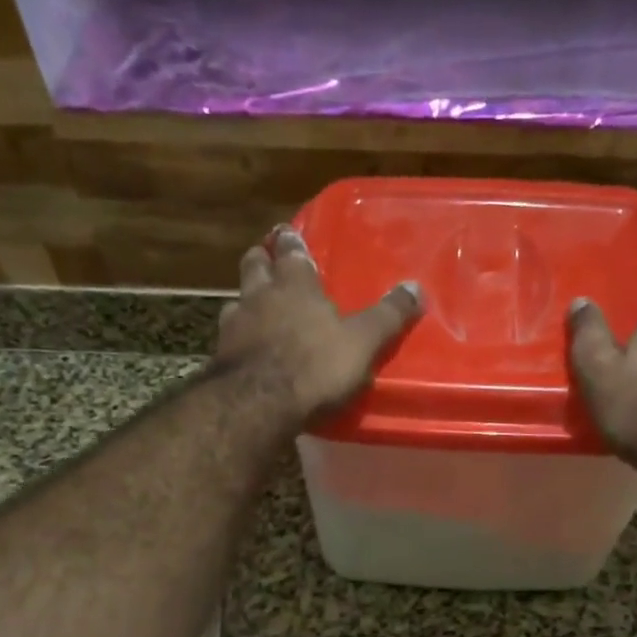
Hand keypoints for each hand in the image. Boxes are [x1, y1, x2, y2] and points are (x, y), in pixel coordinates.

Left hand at [218, 226, 421, 423]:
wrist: (258, 403)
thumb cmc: (315, 366)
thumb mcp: (362, 342)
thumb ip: (387, 316)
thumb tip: (416, 287)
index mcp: (296, 285)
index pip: (291, 251)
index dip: (291, 241)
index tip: (287, 233)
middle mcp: (259, 296)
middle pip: (255, 265)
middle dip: (262, 260)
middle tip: (267, 261)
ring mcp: (233, 326)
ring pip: (236, 300)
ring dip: (245, 301)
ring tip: (254, 308)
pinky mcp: (220, 357)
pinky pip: (228, 338)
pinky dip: (236, 338)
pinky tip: (244, 350)